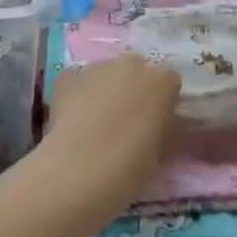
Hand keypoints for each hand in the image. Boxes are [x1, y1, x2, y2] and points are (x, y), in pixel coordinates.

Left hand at [42, 55, 181, 215]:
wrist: (77, 173)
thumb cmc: (129, 169)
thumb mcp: (159, 152)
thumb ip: (160, 127)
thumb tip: (154, 125)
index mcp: (162, 81)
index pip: (169, 83)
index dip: (161, 103)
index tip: (154, 124)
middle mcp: (132, 64)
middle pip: (137, 71)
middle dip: (133, 89)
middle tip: (125, 121)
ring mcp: (97, 67)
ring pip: (106, 74)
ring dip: (105, 90)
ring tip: (95, 122)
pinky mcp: (67, 75)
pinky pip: (78, 81)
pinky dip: (78, 94)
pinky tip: (73, 120)